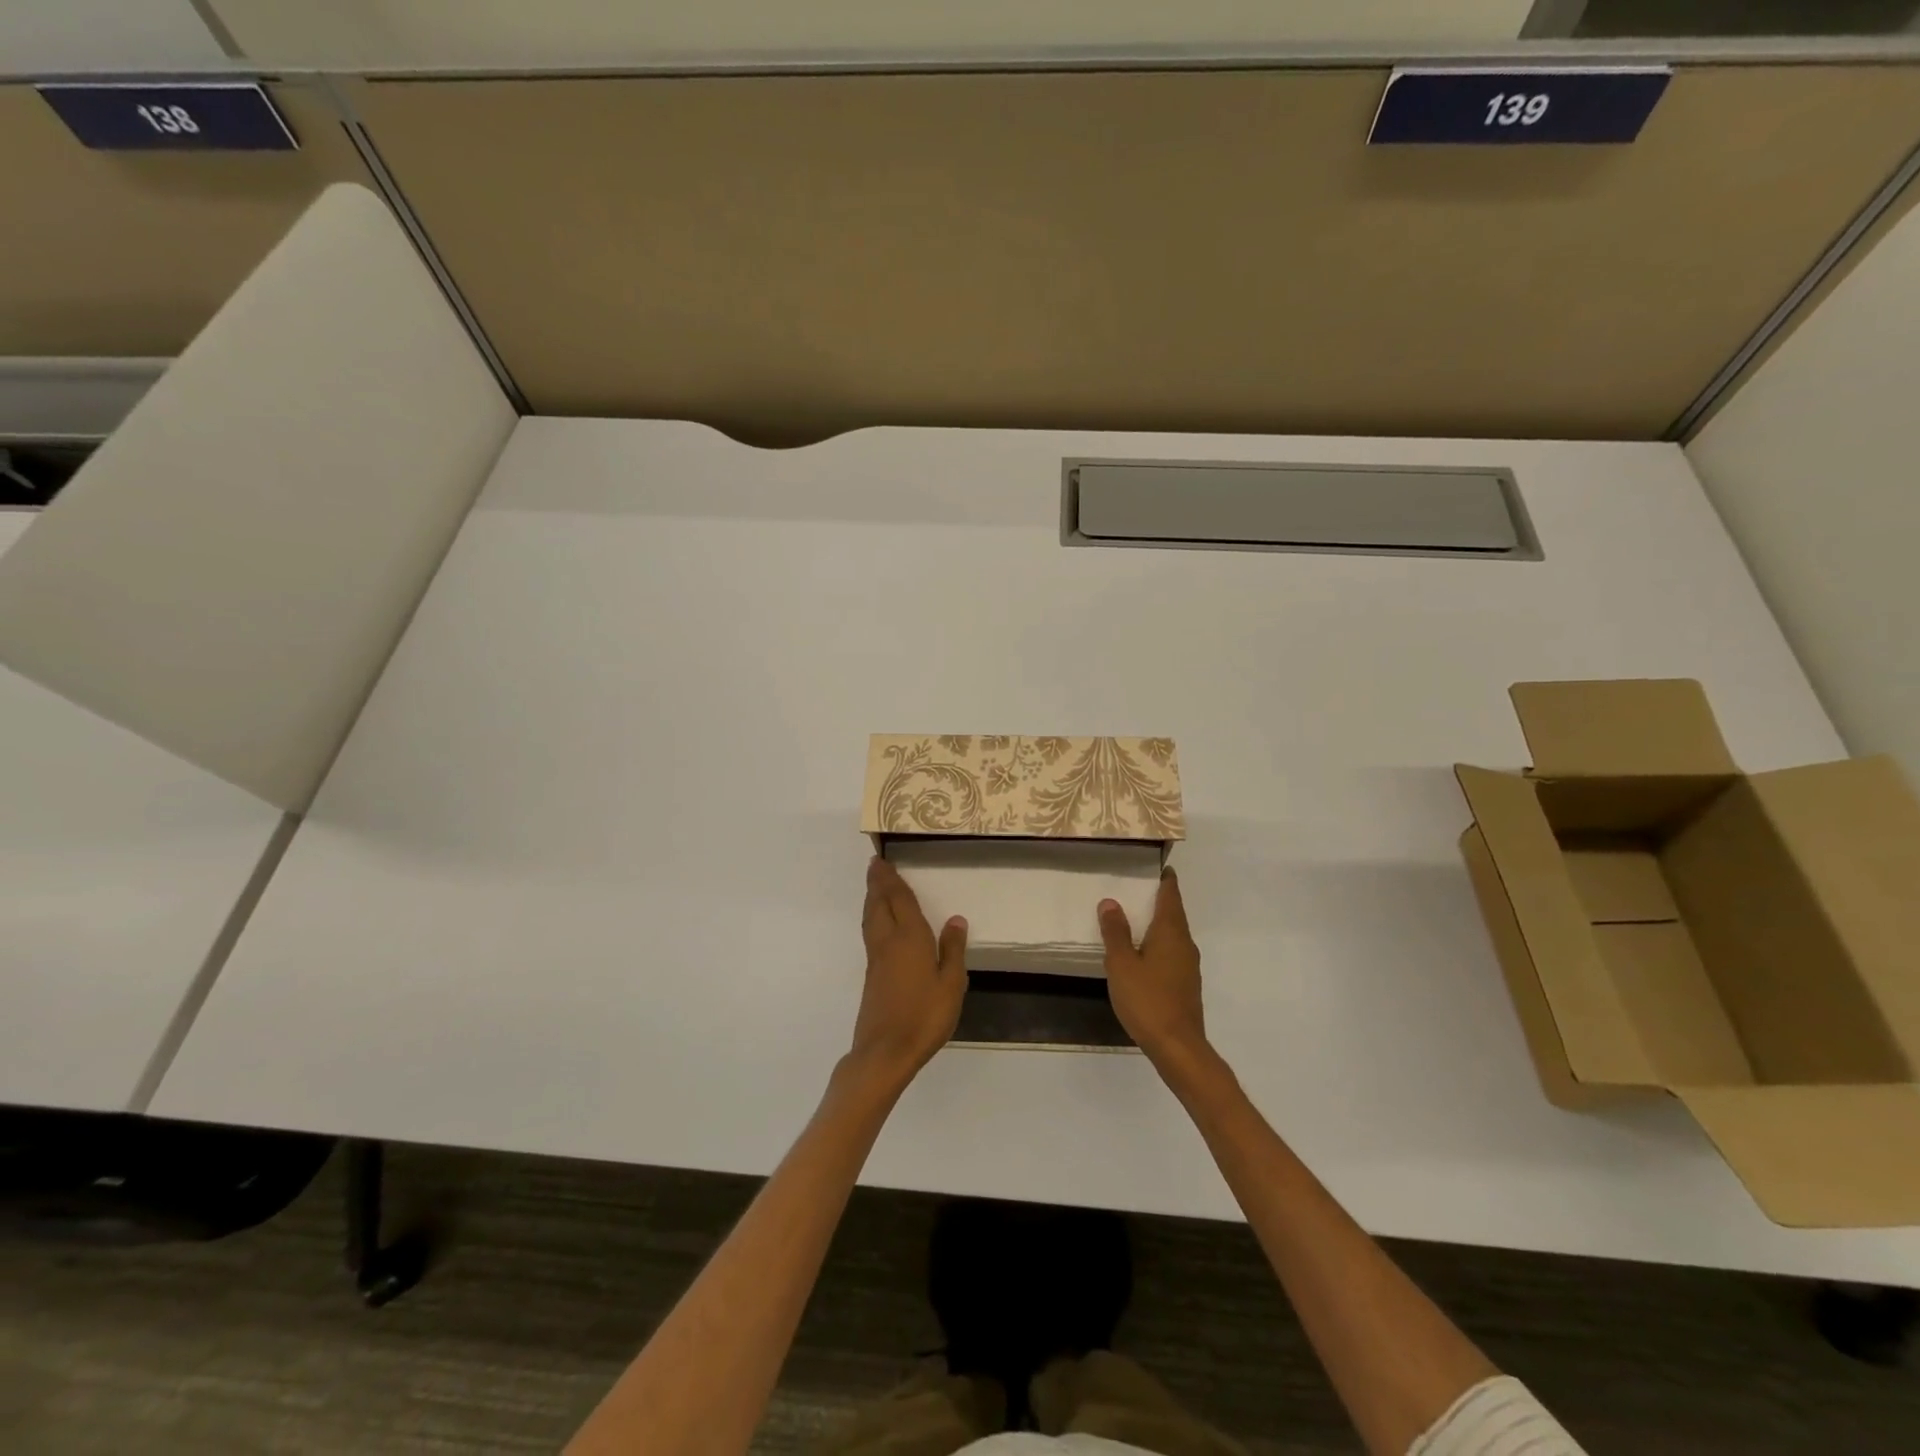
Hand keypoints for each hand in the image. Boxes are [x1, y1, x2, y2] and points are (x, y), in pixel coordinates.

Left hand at [849, 856, 968, 1092]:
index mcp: (909, 938)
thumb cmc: (925, 1016)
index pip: (899, 900)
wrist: (886, 1051)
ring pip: (871, 917)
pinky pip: (871, 932)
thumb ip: (953, 950)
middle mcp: (888, 941)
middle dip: (877, 883)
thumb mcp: (951, 984)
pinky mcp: (872, 974)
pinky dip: (873, 916)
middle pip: (879, 904)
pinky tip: (879, 922)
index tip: (882, 861)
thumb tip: (956, 919)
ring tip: (875, 886)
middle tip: (875, 865)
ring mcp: (876, 958)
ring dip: (872, 898)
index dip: (891, 880)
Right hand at [1099, 869, 1209, 1073]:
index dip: (1165, 880)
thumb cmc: (1148, 1000)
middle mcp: (1185, 944)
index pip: (1171, 896)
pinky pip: (1171, 953)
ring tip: (1134, 919)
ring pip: (1173, 935)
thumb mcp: (1122, 964)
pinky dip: (1158, 945)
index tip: (1157, 866)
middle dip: (1158, 900)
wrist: (1178, 1047)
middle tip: (1136, 888)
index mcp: (1171, 933)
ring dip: (1157, 924)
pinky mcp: (1185, 985)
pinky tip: (1141, 954)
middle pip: (1174, 914)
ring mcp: (1188, 966)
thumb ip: (1115, 932)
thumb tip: (1110, 901)